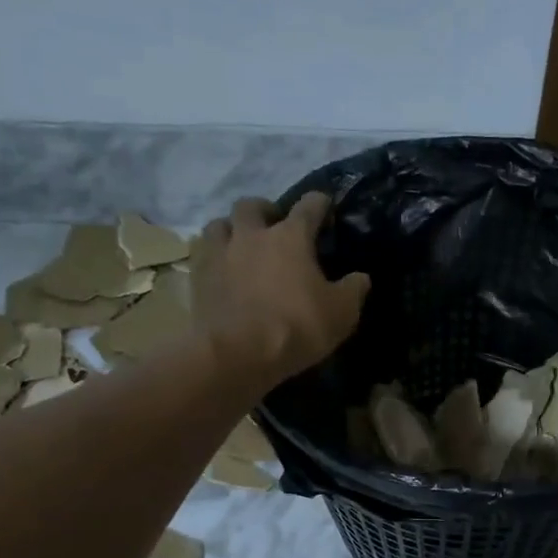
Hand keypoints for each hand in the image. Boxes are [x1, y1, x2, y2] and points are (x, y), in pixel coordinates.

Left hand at [192, 193, 369, 387]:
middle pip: (252, 206)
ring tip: (241, 245)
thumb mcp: (341, 313)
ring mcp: (219, 254)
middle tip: (274, 226)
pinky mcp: (197, 278)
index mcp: (290, 236)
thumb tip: (360, 277)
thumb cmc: (296, 327)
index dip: (320, 203)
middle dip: (265, 210)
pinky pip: (203, 255)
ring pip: (219, 224)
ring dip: (232, 229)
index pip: (309, 206)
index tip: (325, 206)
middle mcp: (252, 235)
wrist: (238, 354)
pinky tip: (222, 271)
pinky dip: (214, 257)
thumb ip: (353, 290)